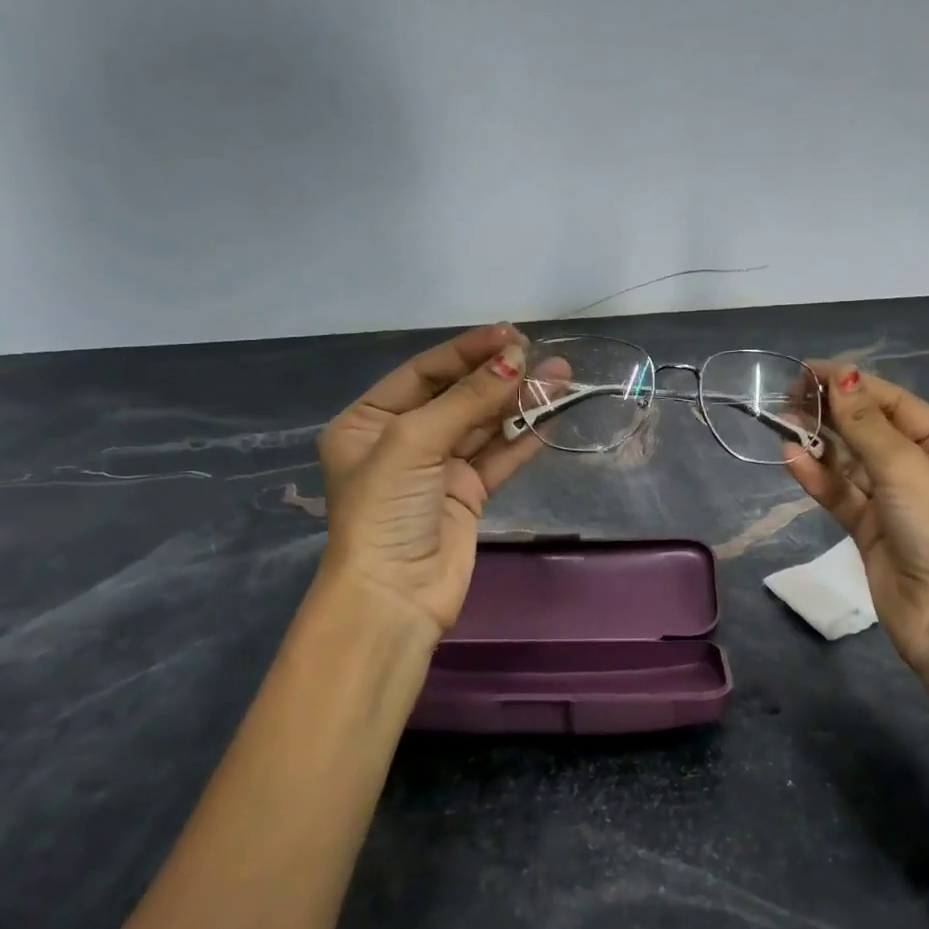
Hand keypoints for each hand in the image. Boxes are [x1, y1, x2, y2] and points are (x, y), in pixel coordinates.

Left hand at [315, 324, 542, 640]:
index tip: (511, 334)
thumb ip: (467, 398)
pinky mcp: (467, 493)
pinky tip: (552, 413)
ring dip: (519, 402)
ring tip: (560, 376)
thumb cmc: (386, 508)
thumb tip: (516, 358)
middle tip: (542, 354)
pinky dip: (524, 435)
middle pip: (457, 395)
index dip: (467, 351)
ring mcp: (437, 467)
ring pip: (483, 424)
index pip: (424, 372)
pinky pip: (499, 455)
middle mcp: (402, 439)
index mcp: (369, 421)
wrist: (395, 595)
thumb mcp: (415, 441)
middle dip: (499, 375)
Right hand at [784, 364, 928, 680]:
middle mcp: (925, 470)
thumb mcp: (906, 468)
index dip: (853, 384)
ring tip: (783, 421)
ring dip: (821, 443)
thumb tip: (840, 375)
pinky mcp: (872, 530)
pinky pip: (841, 495)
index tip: (809, 369)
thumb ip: (866, 423)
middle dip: (833, 412)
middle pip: (871, 430)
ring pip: (851, 463)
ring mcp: (896, 502)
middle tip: (788, 394)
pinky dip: (818, 478)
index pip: (895, 404)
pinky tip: (792, 458)